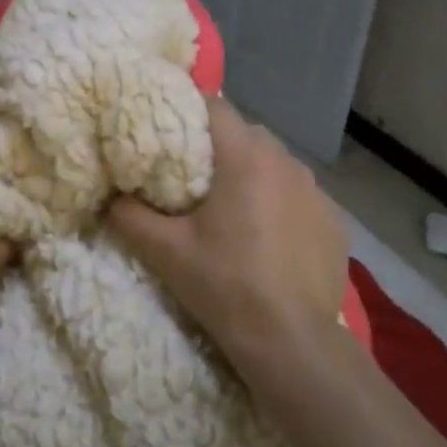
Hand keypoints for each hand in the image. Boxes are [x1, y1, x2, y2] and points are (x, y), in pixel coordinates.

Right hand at [109, 96, 348, 371]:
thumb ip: (129, 216)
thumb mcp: (165, 251)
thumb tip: (111, 198)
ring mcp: (318, 192)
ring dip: (253, 176)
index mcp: (246, 158)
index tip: (168, 132)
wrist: (292, 340)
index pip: (215, 106)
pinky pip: (299, 197)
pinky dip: (281, 205)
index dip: (188, 112)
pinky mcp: (335, 222)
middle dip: (219, 148)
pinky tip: (269, 240)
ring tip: (233, 211)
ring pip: (275, 165)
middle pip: (246, 135)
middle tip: (193, 179)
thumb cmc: (225, 285)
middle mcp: (287, 162)